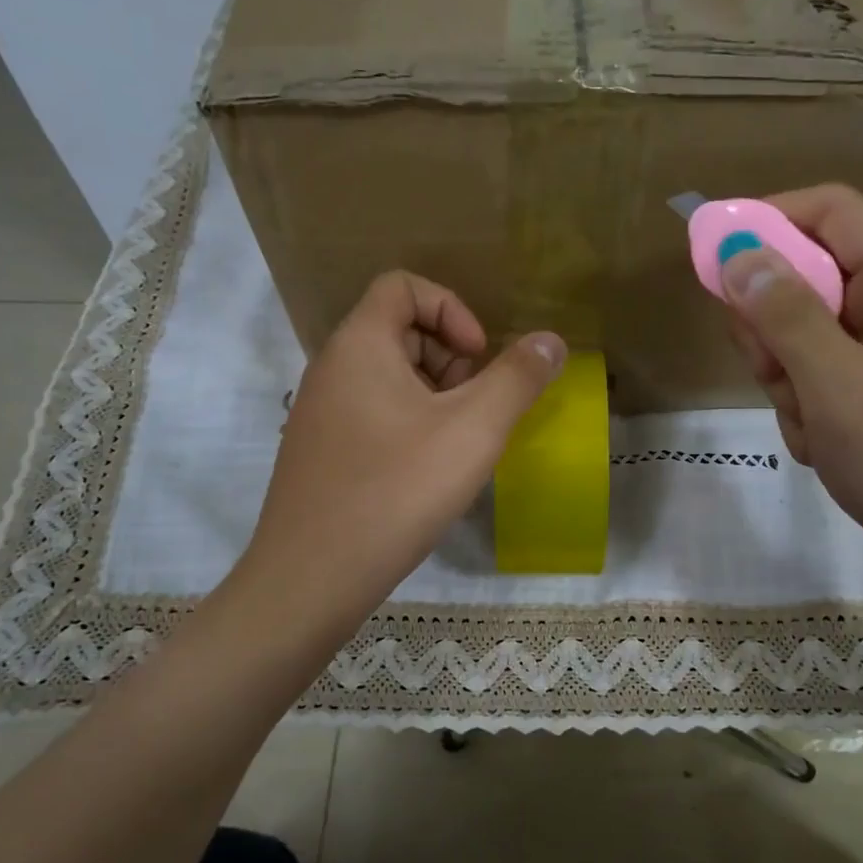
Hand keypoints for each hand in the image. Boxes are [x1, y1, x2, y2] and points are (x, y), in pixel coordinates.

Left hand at [243, 272, 565, 632]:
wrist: (312, 577)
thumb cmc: (397, 490)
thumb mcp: (473, 430)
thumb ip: (517, 378)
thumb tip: (551, 340)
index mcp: (359, 344)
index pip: (402, 286)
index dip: (451, 309)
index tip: (478, 359)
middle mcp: (331, 368)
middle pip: (399, 330)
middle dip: (450, 359)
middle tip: (476, 409)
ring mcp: (320, 414)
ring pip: (388, 378)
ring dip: (435, 396)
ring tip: (459, 446)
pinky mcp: (321, 453)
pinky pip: (373, 415)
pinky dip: (410, 426)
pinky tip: (428, 473)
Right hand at [719, 184, 862, 579]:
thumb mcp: (839, 388)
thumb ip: (786, 317)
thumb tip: (737, 255)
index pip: (827, 210)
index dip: (765, 220)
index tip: (709, 257)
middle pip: (804, 274)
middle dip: (773, 327)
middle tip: (773, 373)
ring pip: (799, 332)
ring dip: (787, 377)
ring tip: (812, 422)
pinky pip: (812, 373)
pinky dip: (804, 407)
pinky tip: (823, 443)